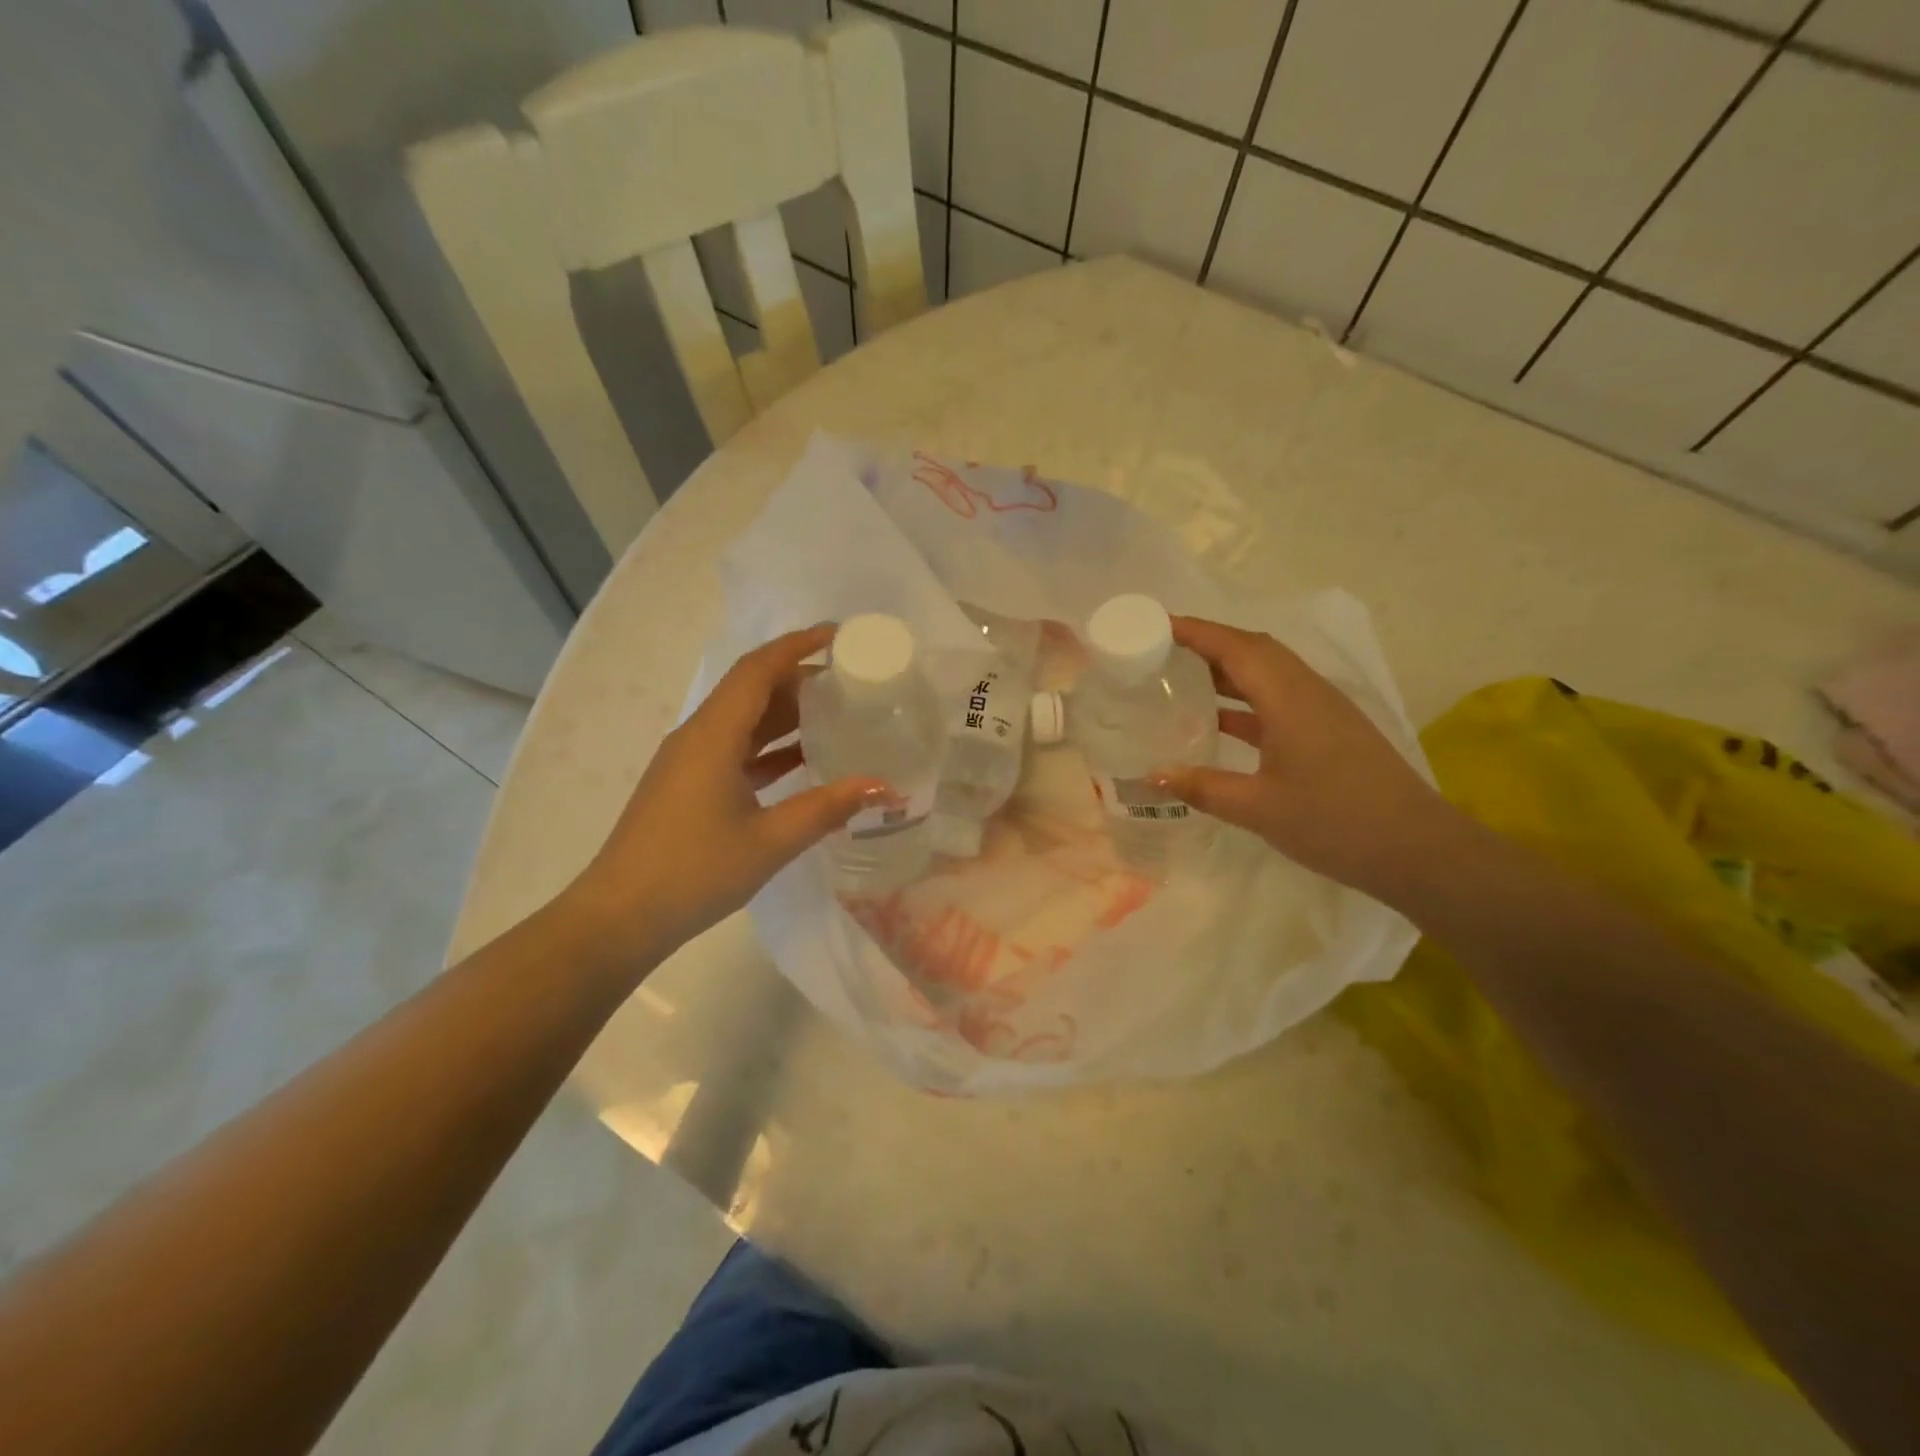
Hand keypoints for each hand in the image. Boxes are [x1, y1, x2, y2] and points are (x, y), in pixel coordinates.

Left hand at [565, 625, 882, 965]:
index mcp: (713, 735)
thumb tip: (883, 787)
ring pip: (743, 720)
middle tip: (849, 682)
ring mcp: (689, 761)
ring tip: (835, 714)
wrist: (619, 918)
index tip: (838, 636)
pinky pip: (735, 748)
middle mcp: (698, 736)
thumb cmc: (694, 872)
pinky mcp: (688, 785)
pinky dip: (770, 746)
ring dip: (785, 713)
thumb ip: (827, 808)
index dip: (797, 645)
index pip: (758, 670)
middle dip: (799, 678)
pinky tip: (803, 760)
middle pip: (751, 689)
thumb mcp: (770, 841)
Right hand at [1153, 616, 1459, 894]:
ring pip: (1267, 672)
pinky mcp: (1328, 730)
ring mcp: (1321, 711)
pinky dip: (1244, 698)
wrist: (1417, 850)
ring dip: (1226, 668)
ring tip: (1180, 676)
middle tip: (1160, 649)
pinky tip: (1218, 719)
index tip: (1154, 624)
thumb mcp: (1259, 809)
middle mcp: (1307, 692)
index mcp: (1290, 699)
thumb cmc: (1336, 822)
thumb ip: (1203, 787)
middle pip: (1253, 650)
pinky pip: (1277, 698)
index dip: (1194, 631)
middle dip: (1207, 642)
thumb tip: (1152, 775)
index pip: (1235, 648)